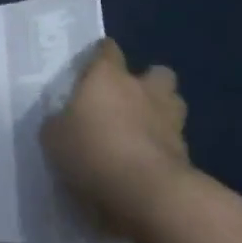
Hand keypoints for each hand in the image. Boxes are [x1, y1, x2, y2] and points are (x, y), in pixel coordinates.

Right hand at [41, 40, 195, 226]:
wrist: (146, 193)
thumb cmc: (93, 151)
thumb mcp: (54, 137)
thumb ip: (59, 122)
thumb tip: (62, 120)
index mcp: (108, 76)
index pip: (108, 50)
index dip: (100, 56)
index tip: (90, 69)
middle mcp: (143, 89)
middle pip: (156, 72)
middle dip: (147, 82)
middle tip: (126, 102)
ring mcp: (170, 120)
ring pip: (173, 104)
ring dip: (161, 113)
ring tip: (141, 132)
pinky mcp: (186, 152)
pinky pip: (174, 141)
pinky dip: (164, 148)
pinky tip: (146, 164)